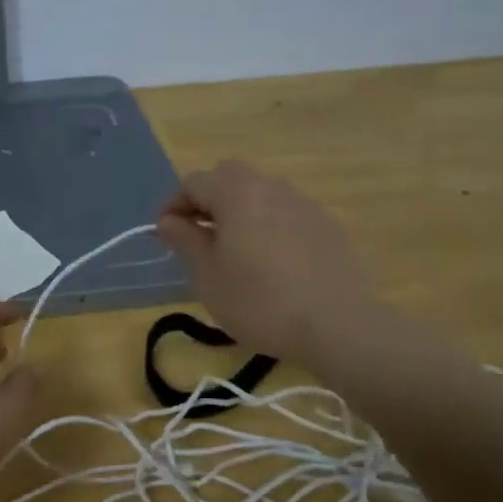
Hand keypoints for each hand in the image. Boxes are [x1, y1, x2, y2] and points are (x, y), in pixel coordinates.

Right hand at [156, 160, 372, 366]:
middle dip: (207, 198)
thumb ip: (186, 241)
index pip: (194, 182)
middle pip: (230, 176)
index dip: (173, 204)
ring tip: (232, 248)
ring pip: (261, 191)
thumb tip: (168, 221)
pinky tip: (270, 260)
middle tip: (197, 234)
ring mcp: (304, 204)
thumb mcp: (209, 276)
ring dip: (239, 209)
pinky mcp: (327, 225)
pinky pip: (286, 211)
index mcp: (237, 194)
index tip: (165, 234)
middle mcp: (271, 187)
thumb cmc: (259, 302)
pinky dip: (267, 223)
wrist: (338, 325)